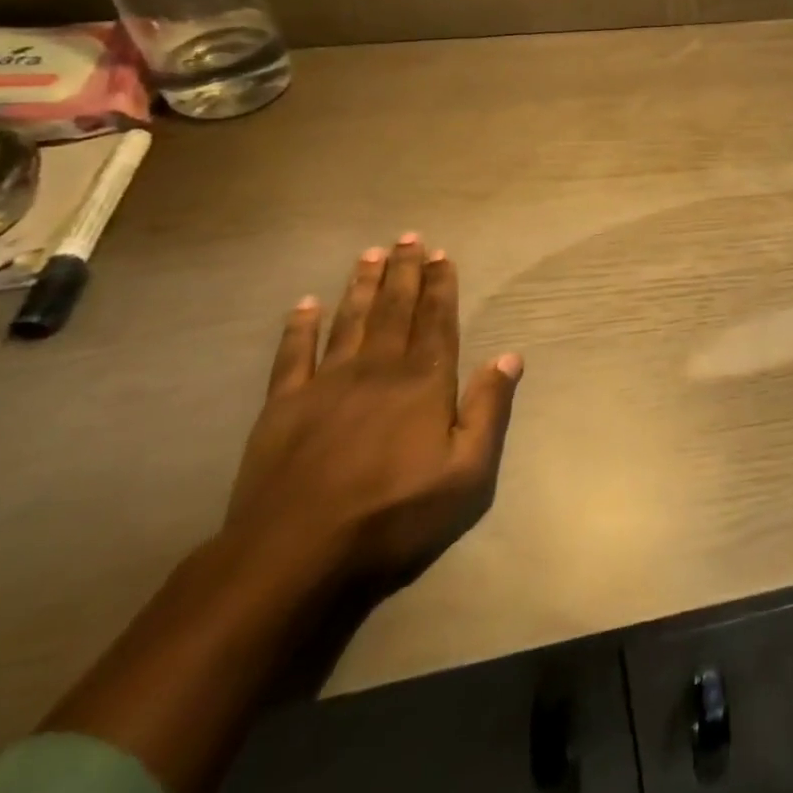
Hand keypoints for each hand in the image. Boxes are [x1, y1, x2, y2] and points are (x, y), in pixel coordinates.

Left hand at [223, 235, 522, 584]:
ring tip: (370, 253)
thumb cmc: (393, 514)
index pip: (437, 320)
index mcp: (423, 381)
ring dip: (361, 285)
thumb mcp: (467, 473)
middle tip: (408, 237)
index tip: (441, 254)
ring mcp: (326, 384)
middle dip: (404, 271)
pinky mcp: (283, 407)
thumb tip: (510, 356)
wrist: (294, 555)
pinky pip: (293, 355)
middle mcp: (378, 369)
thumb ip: (489, 409)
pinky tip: (305, 304)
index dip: (440, 285)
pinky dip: (300, 327)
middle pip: (395, 309)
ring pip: (349, 320)